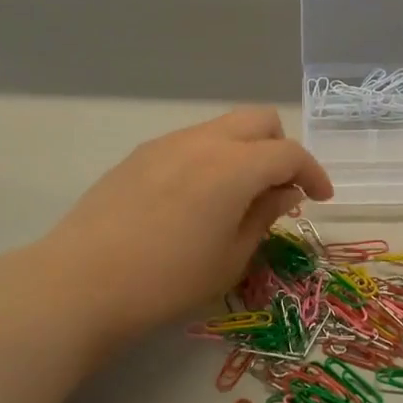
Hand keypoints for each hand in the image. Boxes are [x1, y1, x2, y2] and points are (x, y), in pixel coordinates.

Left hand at [36, 108, 332, 343]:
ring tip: (237, 197)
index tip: (321, 199)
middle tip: (280, 189)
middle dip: (280, 148)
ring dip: (244, 151)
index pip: (289, 153)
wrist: (81, 282)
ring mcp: (167, 143)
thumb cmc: (167, 280)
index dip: (313, 173)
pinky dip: (211, 158)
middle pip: (259, 120)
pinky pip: (191, 142)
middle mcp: (204, 141)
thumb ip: (264, 216)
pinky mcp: (139, 155)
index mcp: (235, 166)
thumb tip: (285, 192)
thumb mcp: (231, 258)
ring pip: (222, 128)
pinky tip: (196, 199)